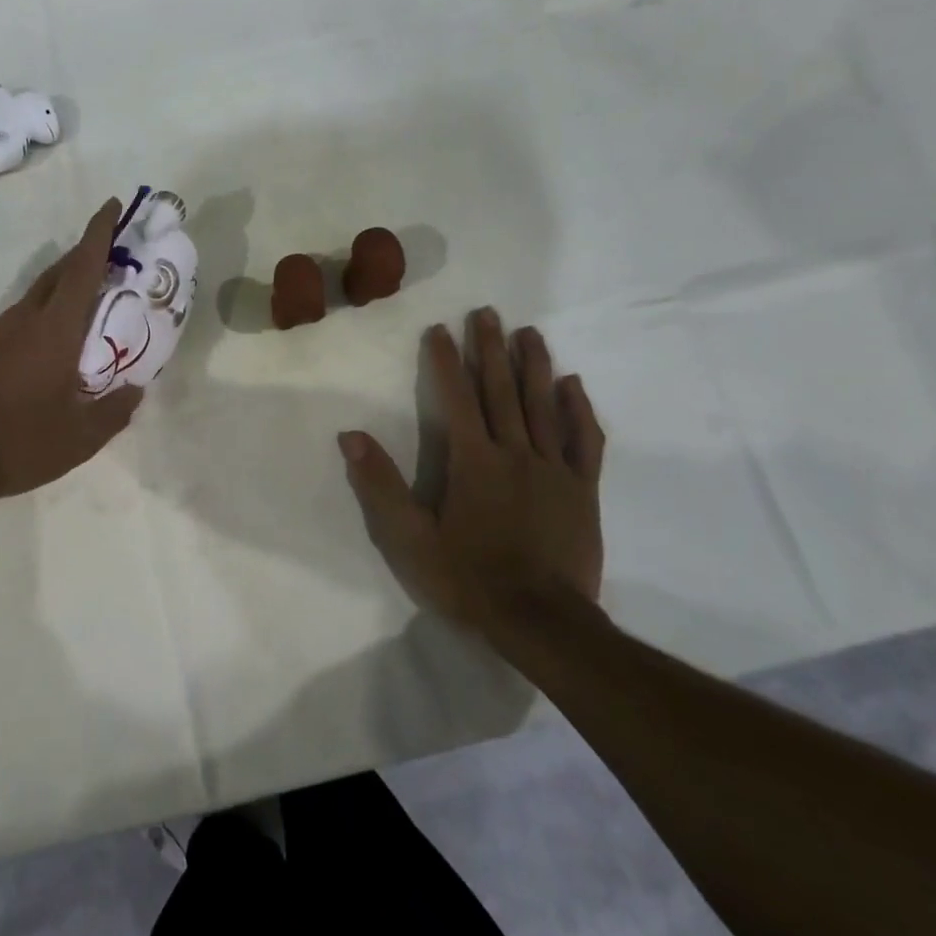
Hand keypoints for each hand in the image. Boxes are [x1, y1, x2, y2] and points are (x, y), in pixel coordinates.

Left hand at [0, 199, 143, 515]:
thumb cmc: (19, 442)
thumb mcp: (80, 438)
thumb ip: (115, 412)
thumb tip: (136, 390)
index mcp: (54, 329)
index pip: (82, 268)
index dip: (99, 233)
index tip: (113, 204)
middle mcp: (26, 319)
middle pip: (60, 272)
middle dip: (87, 254)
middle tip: (116, 253)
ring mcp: (1, 332)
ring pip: (41, 292)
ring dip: (68, 282)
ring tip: (95, 294)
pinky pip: (27, 314)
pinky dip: (51, 308)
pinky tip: (60, 335)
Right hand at [339, 308, 605, 640]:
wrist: (542, 623)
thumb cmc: (469, 579)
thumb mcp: (410, 539)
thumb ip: (381, 486)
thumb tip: (351, 436)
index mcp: (473, 461)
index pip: (456, 397)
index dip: (446, 360)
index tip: (440, 329)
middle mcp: (514, 453)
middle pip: (501, 390)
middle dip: (491, 348)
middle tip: (488, 313)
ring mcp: (554, 469)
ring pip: (543, 405)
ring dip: (534, 365)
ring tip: (529, 332)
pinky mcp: (583, 490)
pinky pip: (584, 441)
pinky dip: (579, 410)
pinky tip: (573, 385)